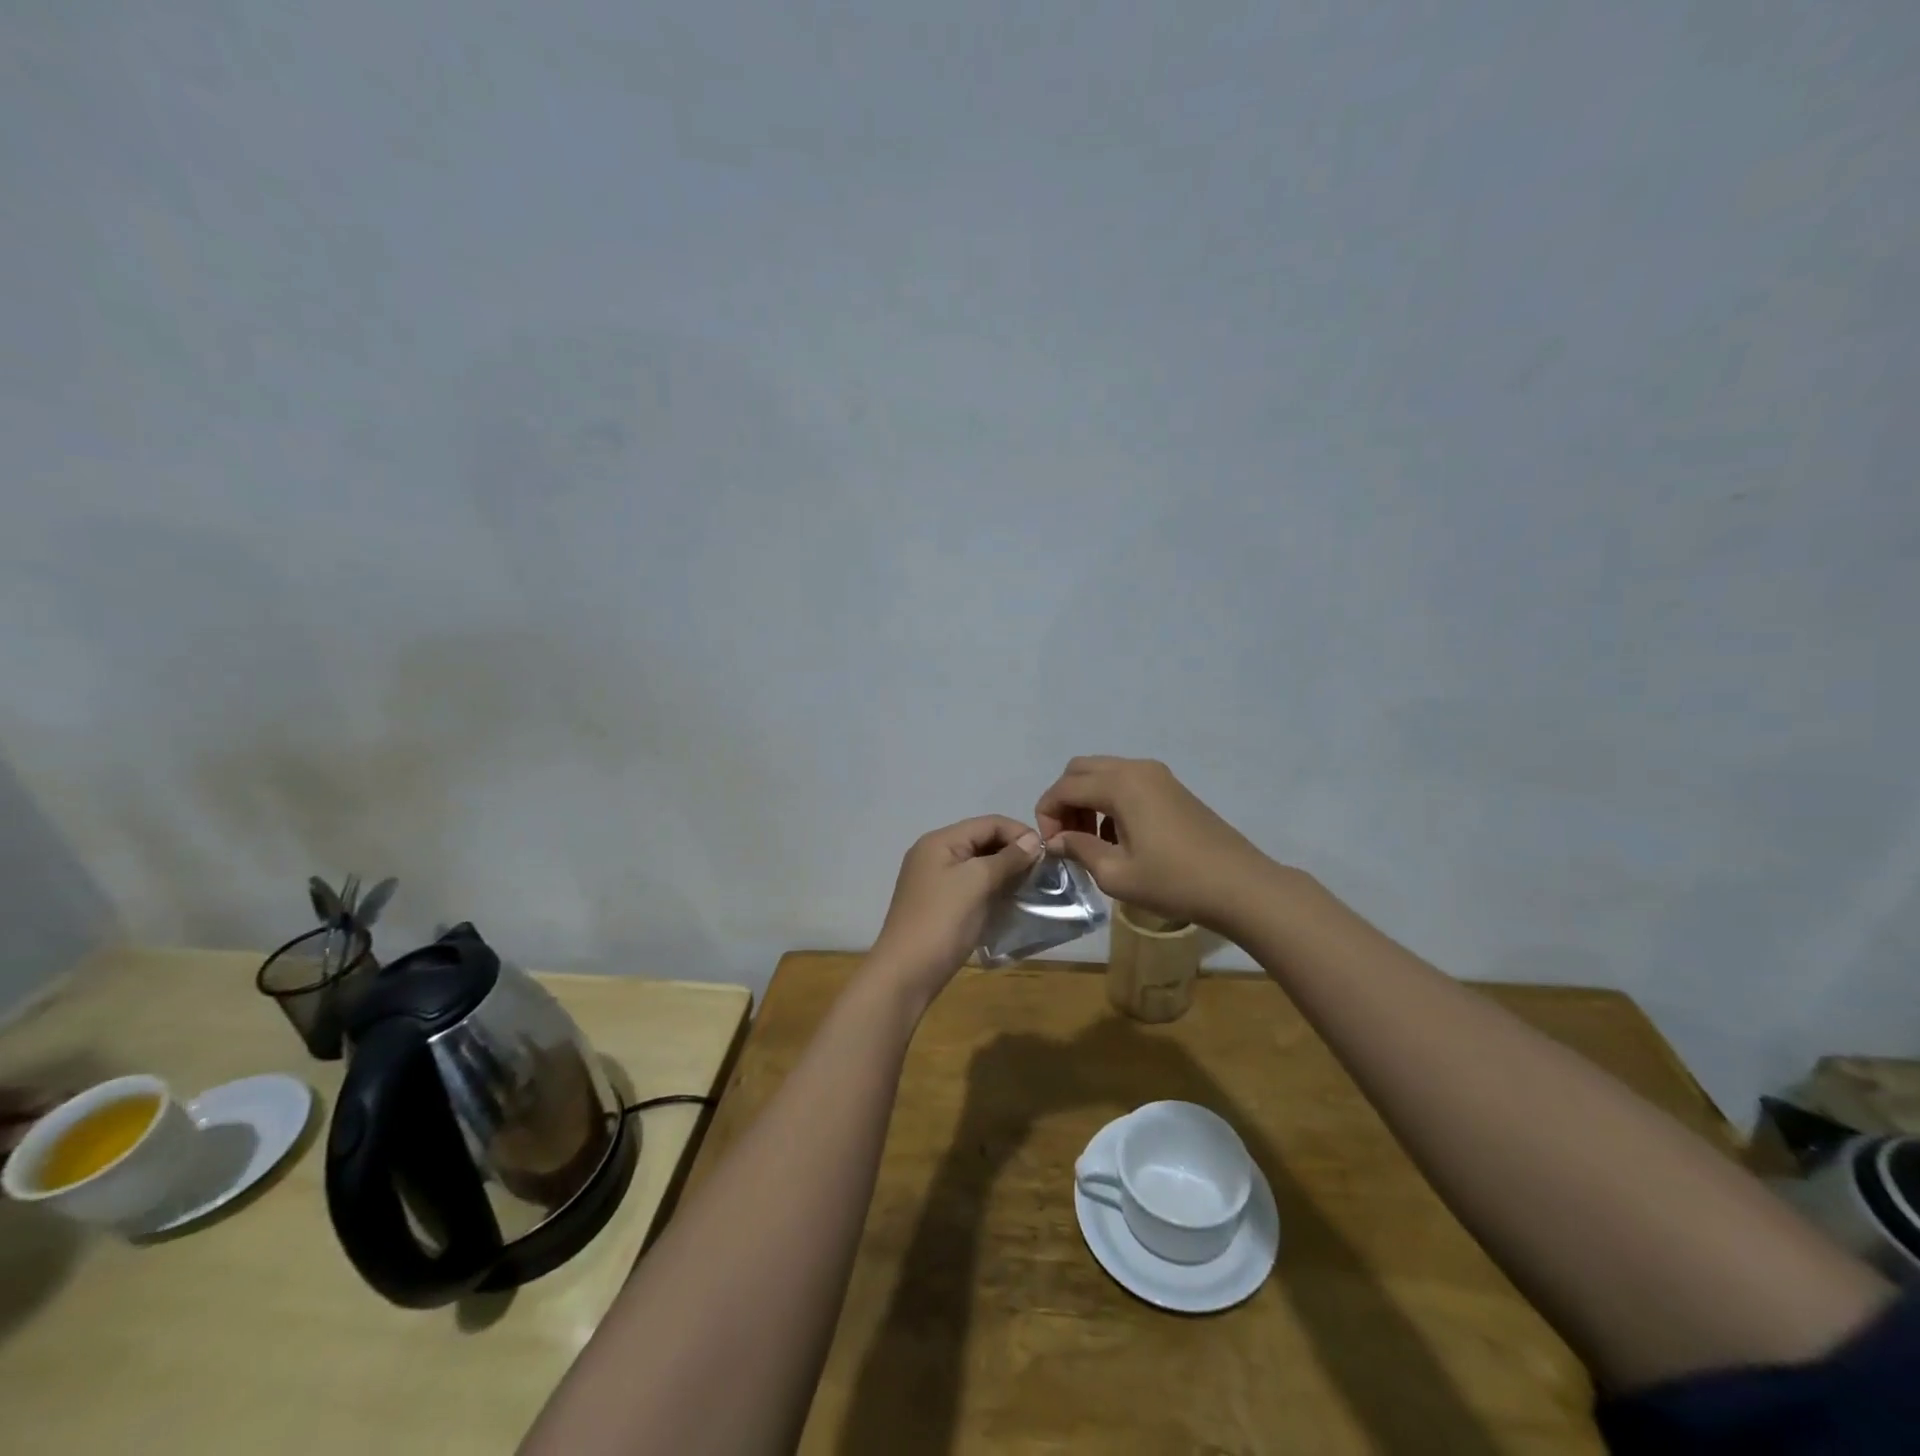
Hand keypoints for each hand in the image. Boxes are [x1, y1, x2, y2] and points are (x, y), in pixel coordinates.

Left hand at [871, 816, 1043, 1000]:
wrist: (906, 973)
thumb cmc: (942, 921)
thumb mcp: (977, 883)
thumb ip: (1007, 858)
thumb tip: (1034, 841)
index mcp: (940, 841)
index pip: (988, 823)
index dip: (1019, 833)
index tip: (1048, 854)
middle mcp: (934, 854)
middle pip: (982, 841)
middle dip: (1013, 852)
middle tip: (1042, 872)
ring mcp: (934, 880)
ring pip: (978, 865)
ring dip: (1005, 872)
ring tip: (1031, 886)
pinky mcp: (939, 903)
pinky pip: (971, 885)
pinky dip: (992, 889)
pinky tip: (1010, 901)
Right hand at [1035, 757, 1271, 928]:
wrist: (1240, 886)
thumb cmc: (1174, 881)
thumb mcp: (1117, 874)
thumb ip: (1079, 849)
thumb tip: (1056, 841)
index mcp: (1120, 784)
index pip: (1064, 788)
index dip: (1047, 815)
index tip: (1051, 847)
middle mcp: (1136, 769)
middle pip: (1080, 770)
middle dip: (1064, 800)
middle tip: (1067, 838)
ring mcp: (1158, 775)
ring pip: (1103, 773)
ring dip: (1086, 800)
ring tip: (1090, 841)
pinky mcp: (1172, 788)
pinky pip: (1126, 782)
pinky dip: (1110, 800)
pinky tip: (1118, 837)